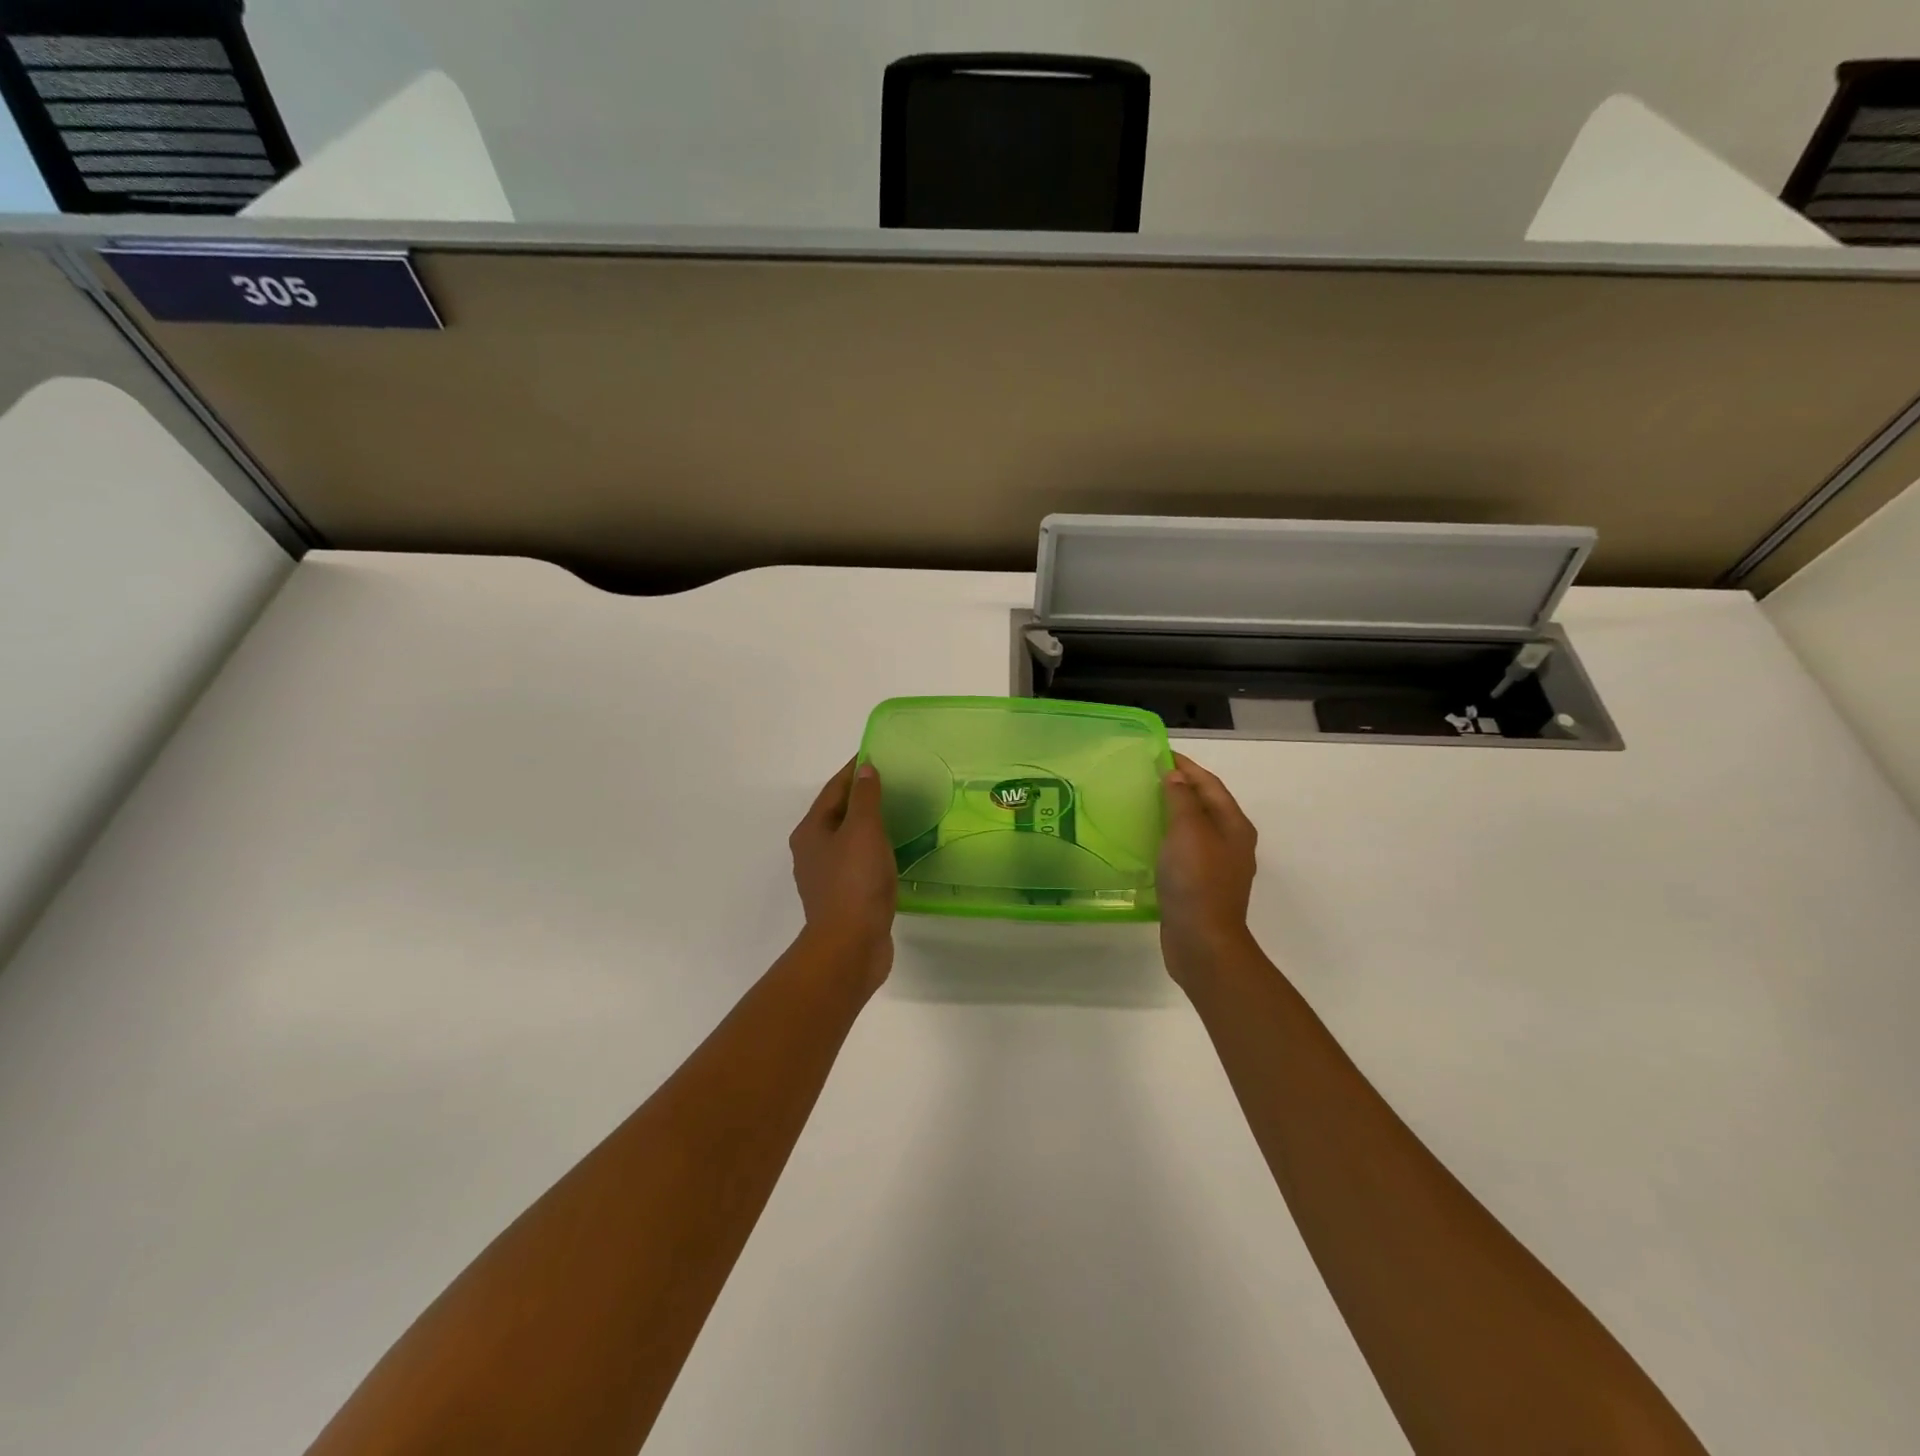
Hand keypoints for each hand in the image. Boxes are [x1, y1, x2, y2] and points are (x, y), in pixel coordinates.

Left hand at [789, 760, 897, 991]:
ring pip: (848, 840)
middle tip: (892, 783)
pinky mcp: (843, 898)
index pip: (833, 790)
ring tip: (897, 814)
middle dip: (861, 797)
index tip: (876, 755)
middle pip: (837, 814)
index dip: (854, 771)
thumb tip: (865, 769)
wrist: (850, 946)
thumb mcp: (863, 830)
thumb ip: (866, 797)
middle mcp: (812, 851)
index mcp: (811, 831)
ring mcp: (826, 877)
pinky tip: (893, 852)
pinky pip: (858, 863)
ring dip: (868, 825)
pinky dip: (873, 850)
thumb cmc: (855, 881)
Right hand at [1158, 753, 1258, 985]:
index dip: (1186, 767)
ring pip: (1195, 829)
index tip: (1158, 753)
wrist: (1202, 943)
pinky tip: (1149, 842)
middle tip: (1147, 776)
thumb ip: (1182, 800)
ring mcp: (1218, 866)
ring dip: (1173, 813)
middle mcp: (1232, 843)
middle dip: (1180, 787)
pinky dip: (1169, 838)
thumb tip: (1176, 777)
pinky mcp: (1201, 886)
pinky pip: (1185, 850)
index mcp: (1234, 826)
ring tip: (1144, 803)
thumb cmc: (1197, 881)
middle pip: (1206, 805)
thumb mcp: (1188, 832)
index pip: (1210, 784)